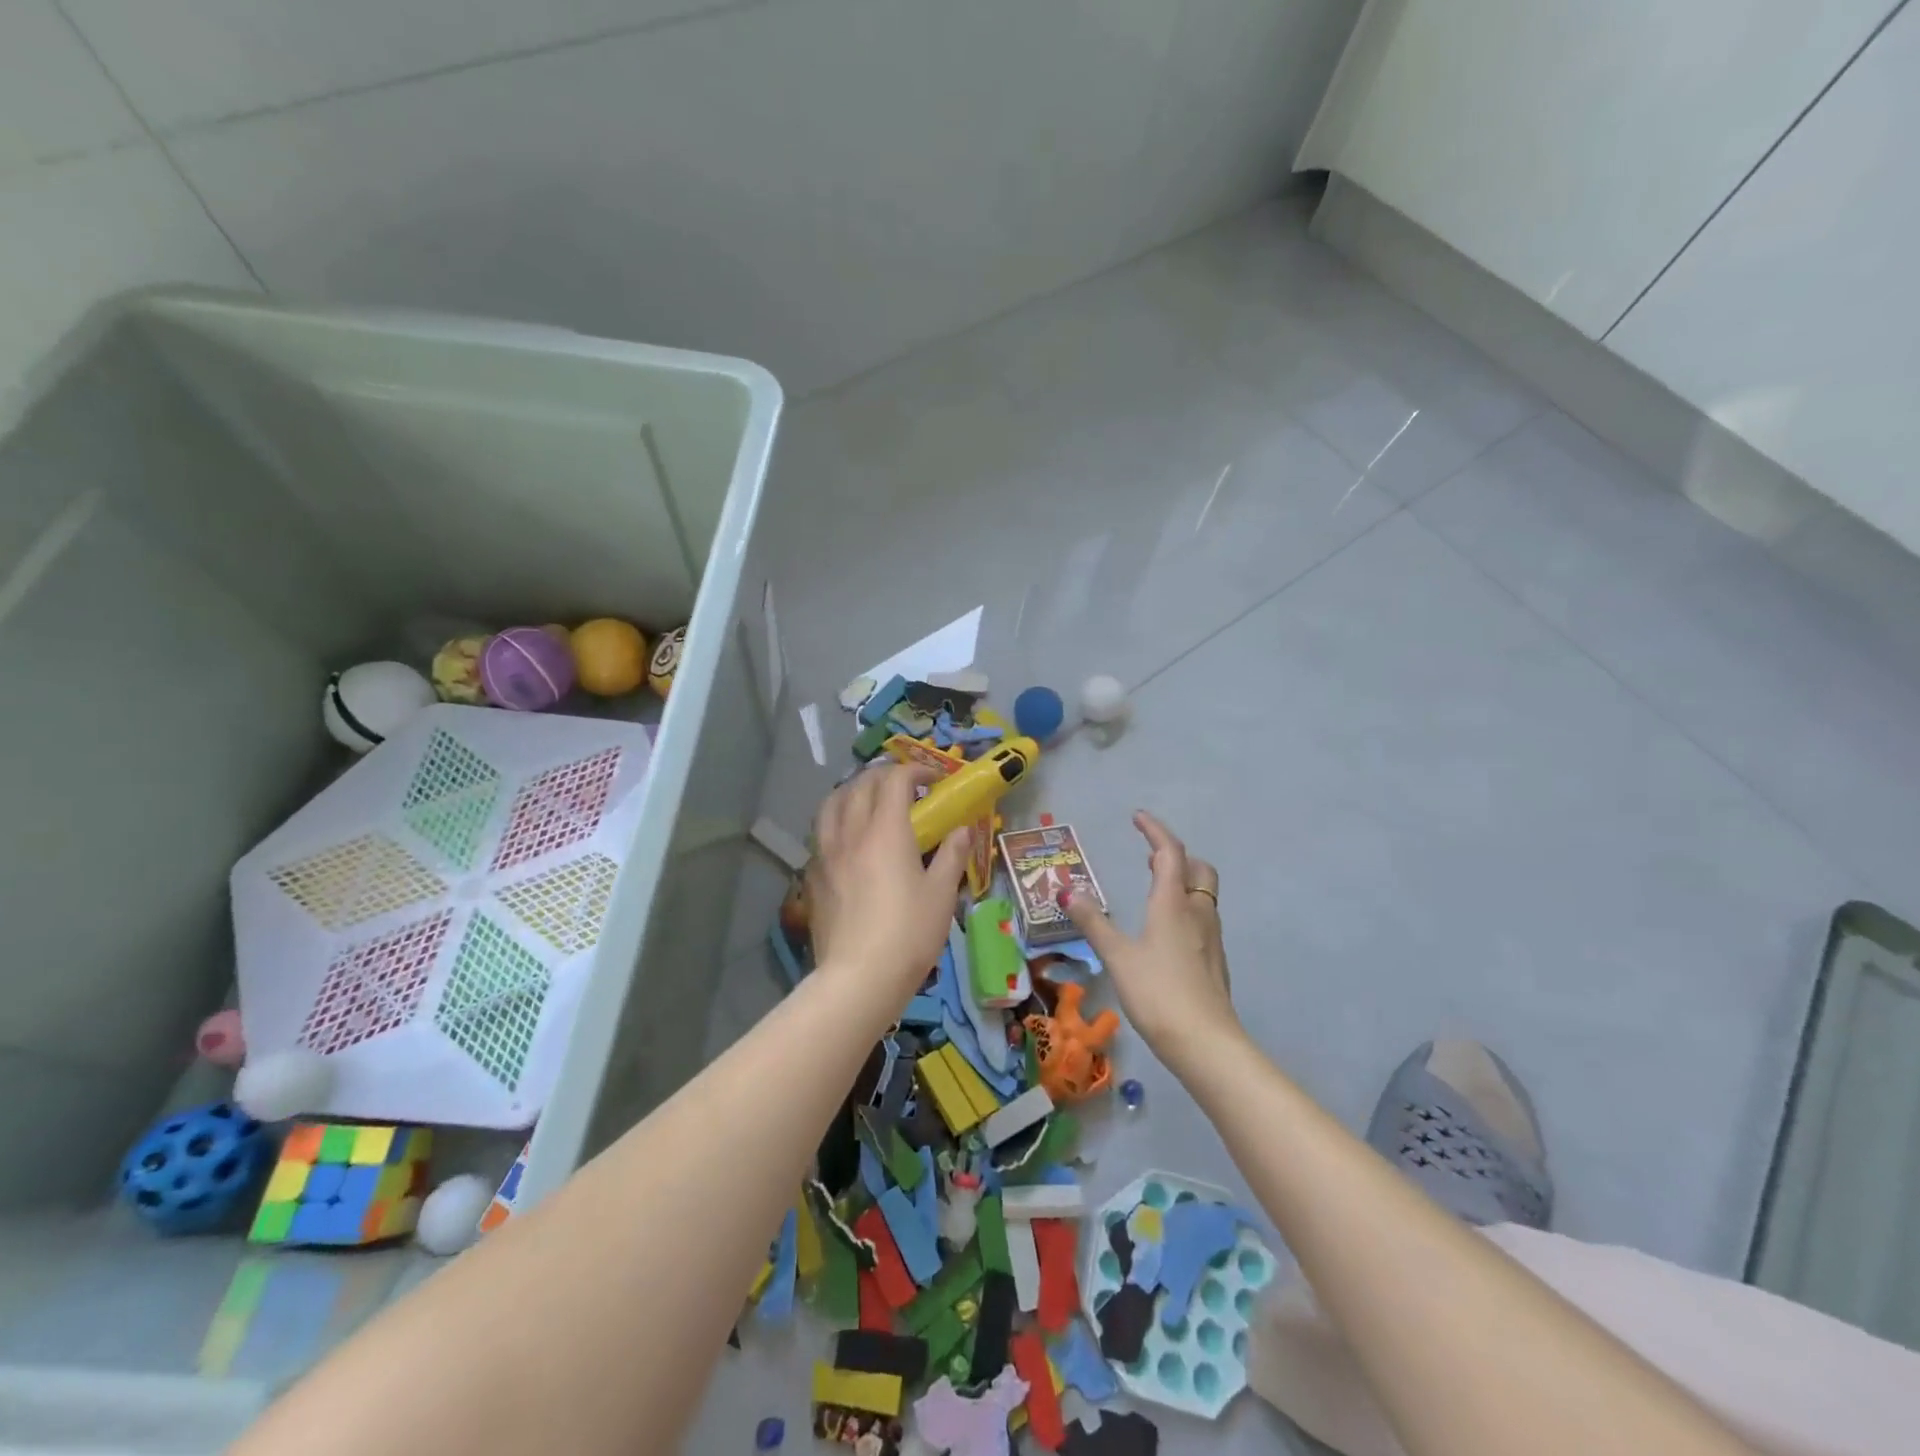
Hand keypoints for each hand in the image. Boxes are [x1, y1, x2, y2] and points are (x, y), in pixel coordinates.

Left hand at [806, 762, 970, 1008]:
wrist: (858, 978)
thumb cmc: (908, 934)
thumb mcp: (941, 894)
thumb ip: (952, 855)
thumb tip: (962, 830)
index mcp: (885, 830)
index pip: (894, 779)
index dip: (916, 770)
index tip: (935, 780)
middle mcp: (851, 831)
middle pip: (861, 784)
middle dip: (885, 776)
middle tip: (907, 788)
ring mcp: (825, 852)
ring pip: (832, 802)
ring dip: (854, 791)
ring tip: (870, 802)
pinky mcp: (812, 875)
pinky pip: (821, 831)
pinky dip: (837, 819)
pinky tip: (848, 838)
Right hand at [1061, 811, 1237, 1063]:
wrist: (1206, 1043)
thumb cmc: (1158, 992)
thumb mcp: (1117, 956)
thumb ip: (1093, 922)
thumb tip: (1067, 892)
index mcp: (1173, 903)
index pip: (1169, 852)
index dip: (1155, 830)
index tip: (1138, 817)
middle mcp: (1197, 913)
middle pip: (1198, 869)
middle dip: (1177, 856)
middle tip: (1150, 856)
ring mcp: (1211, 937)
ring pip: (1203, 894)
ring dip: (1183, 880)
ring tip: (1156, 887)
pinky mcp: (1215, 961)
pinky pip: (1203, 918)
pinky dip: (1186, 907)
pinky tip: (1167, 930)